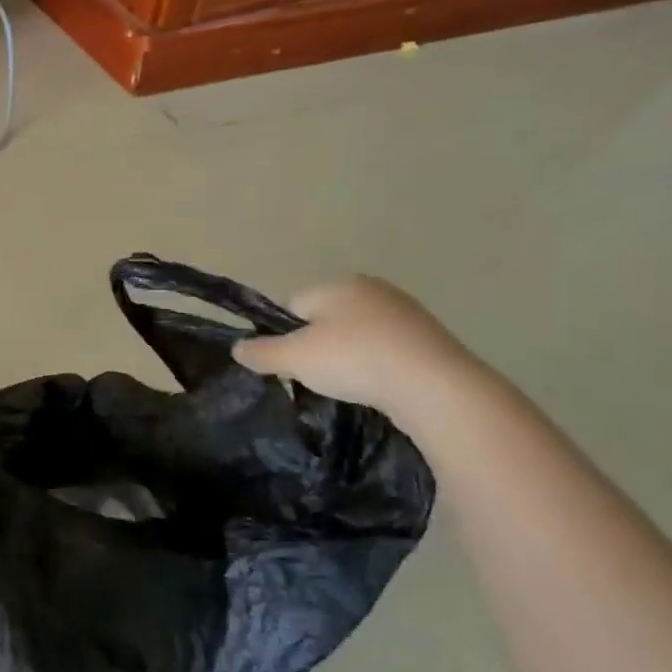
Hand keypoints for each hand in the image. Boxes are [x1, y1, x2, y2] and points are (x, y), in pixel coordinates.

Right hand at [231, 276, 482, 423]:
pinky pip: (387, 349)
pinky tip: (378, 386)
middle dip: (317, 345)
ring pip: (357, 334)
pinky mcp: (430, 337)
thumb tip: (237, 348)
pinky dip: (377, 365)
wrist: (434, 385)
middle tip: (317, 376)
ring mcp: (406, 311)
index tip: (290, 363)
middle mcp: (371, 288)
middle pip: (325, 319)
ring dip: (349, 356)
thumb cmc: (353, 361)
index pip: (292, 305)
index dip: (284, 335)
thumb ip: (260, 352)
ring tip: (350, 385)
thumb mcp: (293, 358)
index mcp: (336, 285)